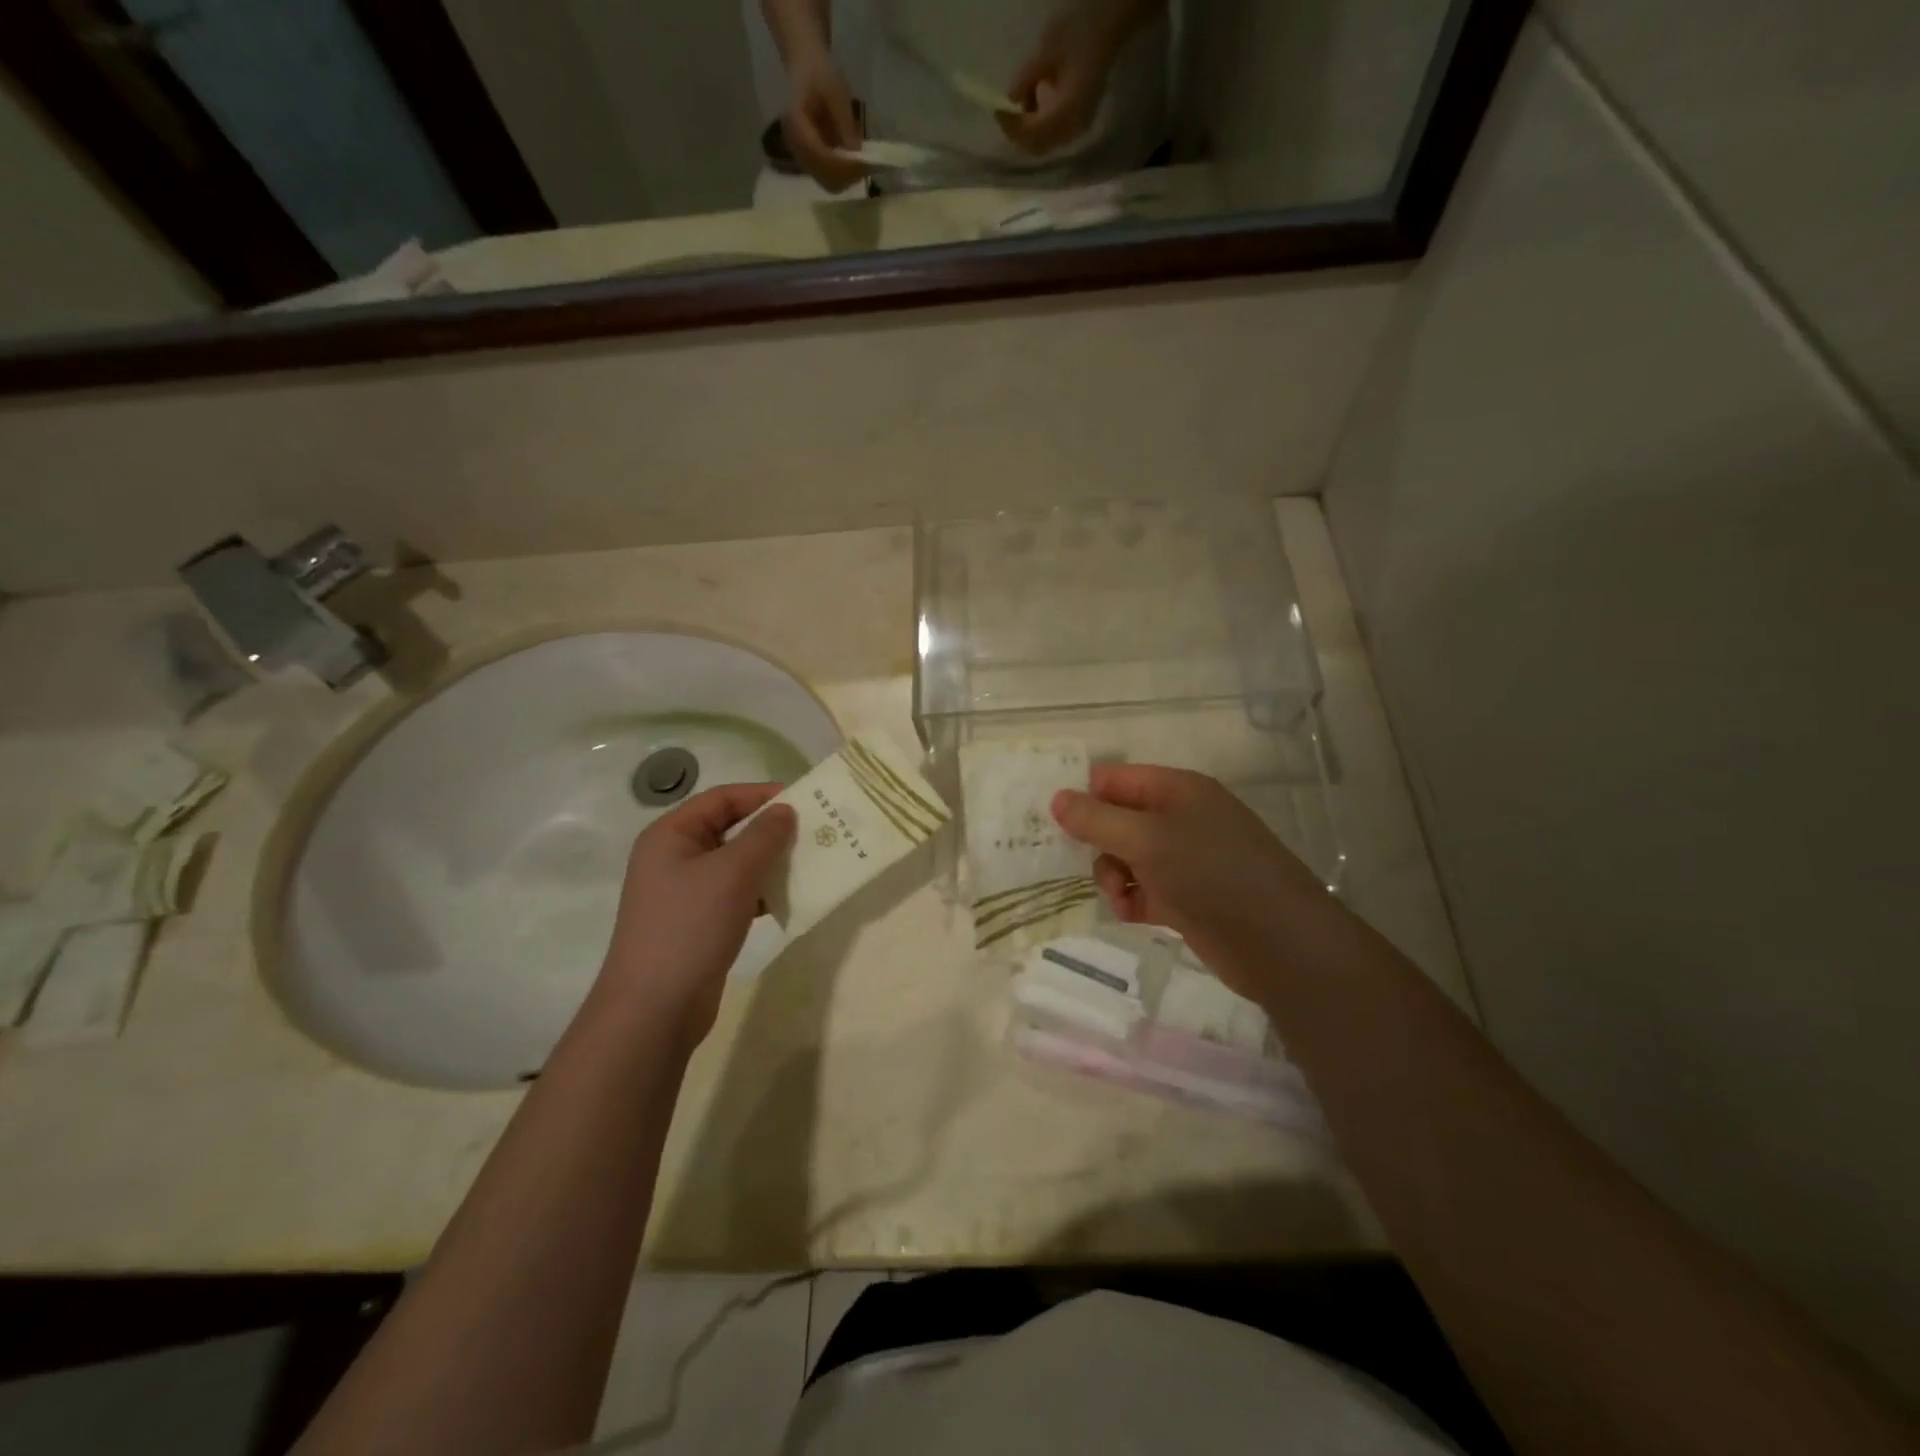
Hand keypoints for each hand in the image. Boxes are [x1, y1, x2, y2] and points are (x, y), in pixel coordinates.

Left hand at [595, 784, 795, 1050]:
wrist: (655, 1008)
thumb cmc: (690, 926)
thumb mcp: (732, 873)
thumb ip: (763, 836)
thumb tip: (785, 810)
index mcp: (671, 835)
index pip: (722, 798)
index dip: (762, 795)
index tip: (805, 801)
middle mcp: (674, 857)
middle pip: (729, 829)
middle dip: (771, 830)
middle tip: (814, 833)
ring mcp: (684, 892)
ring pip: (735, 863)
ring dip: (769, 862)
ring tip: (809, 864)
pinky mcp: (697, 921)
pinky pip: (735, 893)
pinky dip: (761, 892)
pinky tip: (789, 899)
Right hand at [780, 47, 868, 192]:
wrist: (806, 68)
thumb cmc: (820, 73)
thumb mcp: (836, 92)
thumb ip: (845, 124)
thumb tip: (857, 154)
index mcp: (796, 124)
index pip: (819, 157)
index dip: (843, 166)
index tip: (864, 163)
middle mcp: (794, 145)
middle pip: (823, 176)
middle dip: (846, 176)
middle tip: (867, 166)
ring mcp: (800, 156)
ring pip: (826, 181)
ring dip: (846, 178)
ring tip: (862, 164)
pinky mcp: (808, 160)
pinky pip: (826, 177)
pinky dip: (842, 175)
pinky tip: (854, 163)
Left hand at [998, 10, 1124, 155]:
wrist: (1111, 24)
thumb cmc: (1081, 32)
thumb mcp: (1048, 51)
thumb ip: (1028, 78)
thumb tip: (1010, 98)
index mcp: (1067, 112)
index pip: (1033, 133)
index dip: (1013, 127)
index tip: (999, 111)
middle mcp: (1074, 128)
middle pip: (1038, 146)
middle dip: (1019, 135)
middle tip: (1005, 115)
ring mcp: (1079, 127)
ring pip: (1045, 144)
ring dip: (1028, 132)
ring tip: (1019, 108)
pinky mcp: (1080, 121)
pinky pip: (1054, 135)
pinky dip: (1039, 126)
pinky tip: (1034, 105)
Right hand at [1051, 765, 1329, 996]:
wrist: (1278, 943)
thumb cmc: (1211, 874)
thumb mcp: (1147, 840)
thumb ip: (1097, 819)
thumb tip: (1056, 798)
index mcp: (1177, 790)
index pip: (1115, 779)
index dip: (1084, 796)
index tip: (1054, 823)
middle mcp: (1180, 819)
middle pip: (1117, 820)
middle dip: (1098, 843)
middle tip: (1091, 865)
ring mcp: (1184, 860)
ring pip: (1126, 858)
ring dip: (1113, 876)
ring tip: (1121, 896)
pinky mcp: (1186, 897)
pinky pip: (1143, 889)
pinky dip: (1132, 900)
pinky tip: (1132, 914)